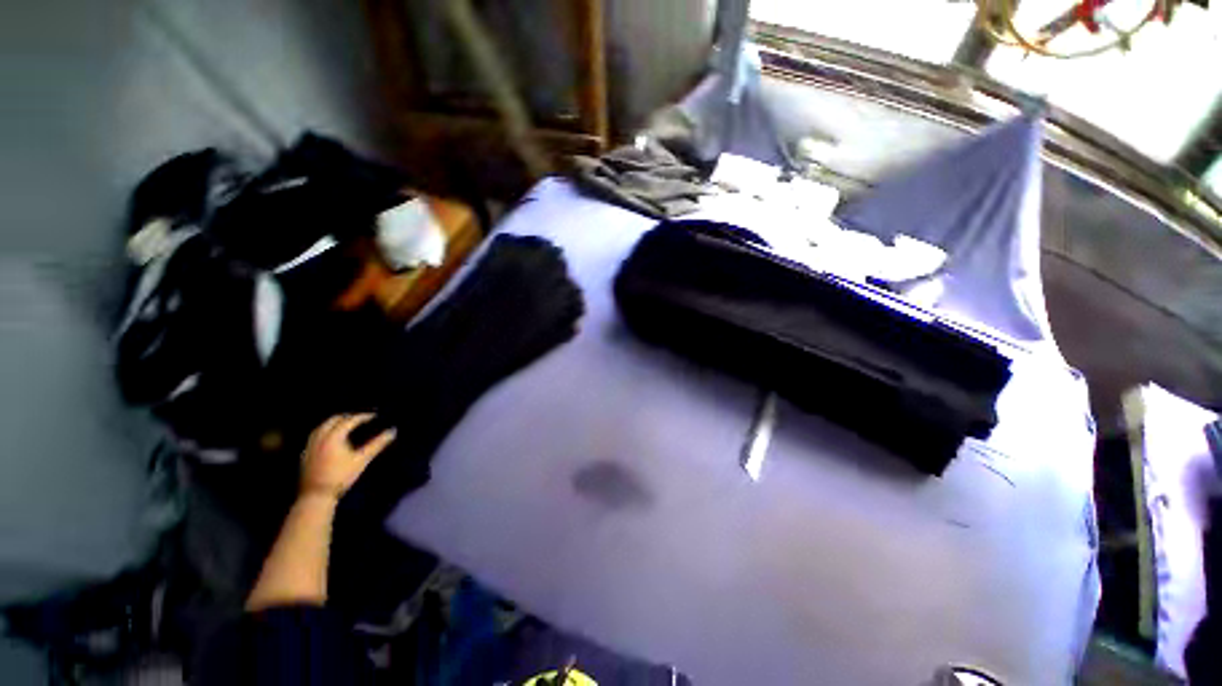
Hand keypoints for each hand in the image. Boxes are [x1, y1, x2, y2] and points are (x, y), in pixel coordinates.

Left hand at [300, 414, 395, 499]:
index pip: (350, 420)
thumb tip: (392, 431)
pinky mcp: (305, 454)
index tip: (374, 416)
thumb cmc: (341, 476)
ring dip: (335, 423)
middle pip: (333, 420)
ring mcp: (310, 445)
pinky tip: (332, 439)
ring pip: (322, 427)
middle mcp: (320, 437)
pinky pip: (316, 436)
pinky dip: (326, 431)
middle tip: (361, 419)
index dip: (363, 417)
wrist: (316, 495)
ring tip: (347, 426)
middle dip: (348, 417)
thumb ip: (377, 444)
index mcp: (333, 436)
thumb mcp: (362, 460)